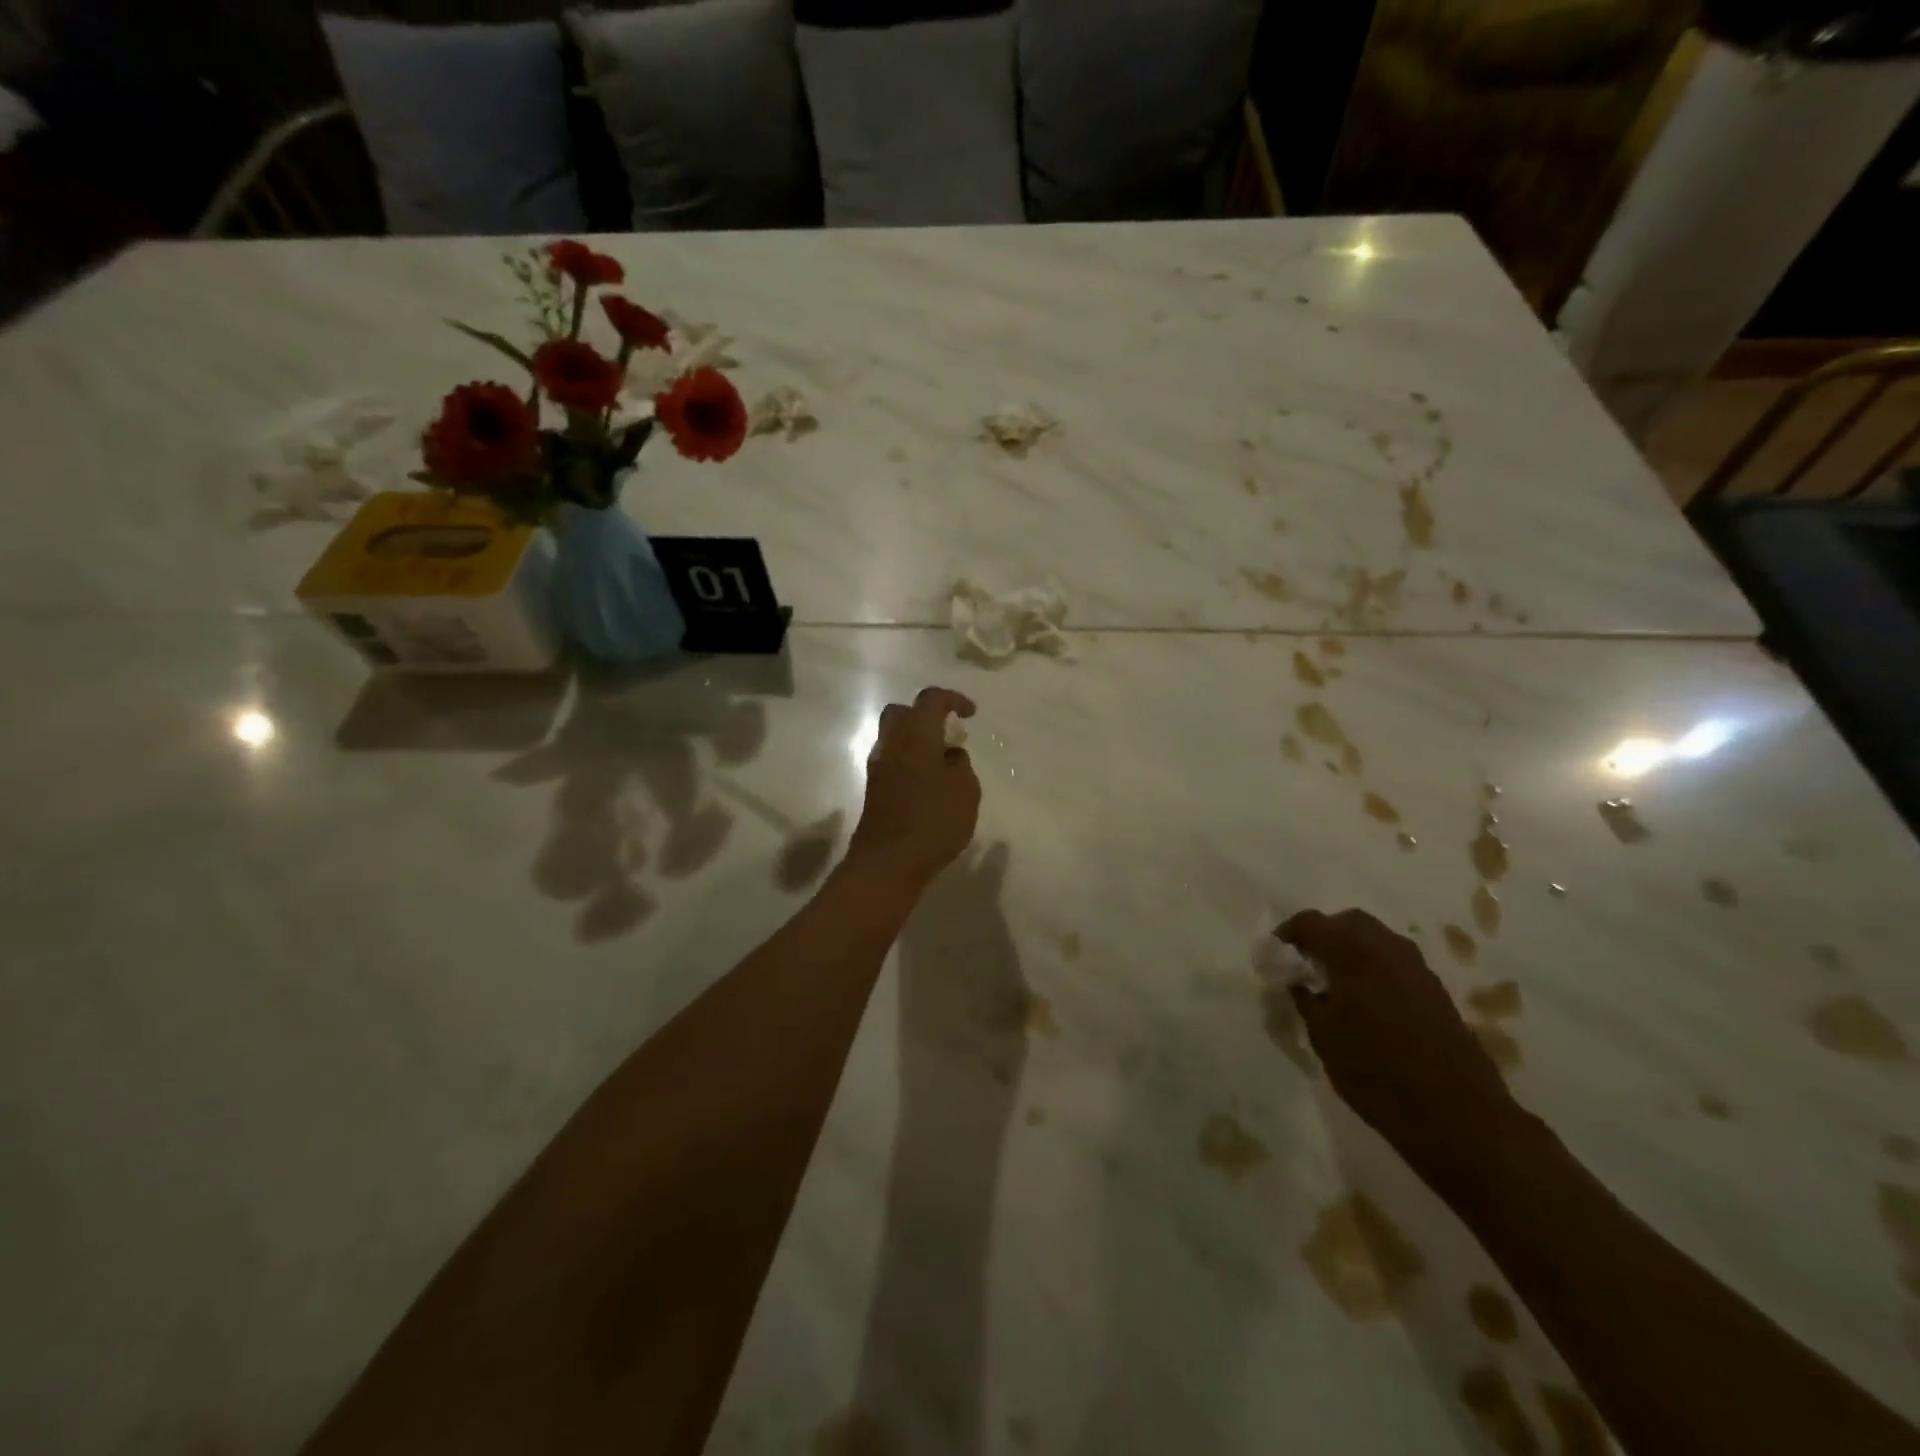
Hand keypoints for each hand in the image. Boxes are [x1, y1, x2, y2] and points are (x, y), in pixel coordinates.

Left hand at [847, 687, 980, 891]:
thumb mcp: (966, 791)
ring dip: (917, 742)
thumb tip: (949, 756)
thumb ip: (961, 765)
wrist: (888, 862)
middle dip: (925, 716)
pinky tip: (928, 785)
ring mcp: (878, 767)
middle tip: (948, 735)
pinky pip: (893, 762)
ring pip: (895, 738)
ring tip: (943, 764)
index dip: (953, 699)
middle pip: (902, 713)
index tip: (970, 714)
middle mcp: (892, 744)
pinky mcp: (874, 790)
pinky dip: (910, 763)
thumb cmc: (934, 821)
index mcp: (916, 735)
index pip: (931, 699)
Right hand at [1279, 909, 1522, 1178]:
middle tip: (1305, 964)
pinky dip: (1374, 967)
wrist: (1456, 1116)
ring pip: (1376, 939)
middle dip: (1323, 935)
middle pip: (1348, 922)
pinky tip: (1366, 1001)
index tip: (1275, 956)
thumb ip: (1305, 998)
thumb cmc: (1376, 1073)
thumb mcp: (1323, 1037)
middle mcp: (1387, 949)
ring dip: (1351, 950)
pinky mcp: (1436, 991)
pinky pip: (1395, 962)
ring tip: (1335, 983)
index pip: (1311, 922)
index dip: (1288, 934)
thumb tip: (1297, 980)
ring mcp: (1417, 968)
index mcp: (1354, 953)